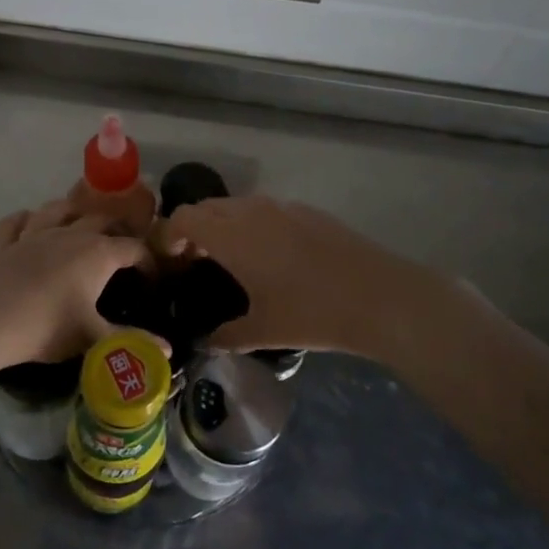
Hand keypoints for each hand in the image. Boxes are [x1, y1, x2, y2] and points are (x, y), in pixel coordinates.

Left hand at [0, 199, 154, 366]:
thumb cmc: (47, 327)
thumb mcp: (94, 339)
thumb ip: (132, 342)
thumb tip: (169, 352)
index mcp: (98, 253)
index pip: (134, 248)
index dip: (148, 262)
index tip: (151, 281)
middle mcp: (70, 234)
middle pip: (101, 219)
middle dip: (117, 229)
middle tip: (122, 250)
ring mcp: (34, 233)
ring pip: (59, 209)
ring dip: (74, 212)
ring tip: (80, 224)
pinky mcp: (4, 242)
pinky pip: (17, 220)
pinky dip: (26, 219)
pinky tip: (29, 226)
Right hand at [161, 196, 430, 354]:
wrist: (380, 297)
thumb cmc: (312, 314)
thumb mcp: (263, 331)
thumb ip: (226, 336)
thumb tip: (206, 343)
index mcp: (231, 236)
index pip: (183, 217)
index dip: (169, 235)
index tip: (170, 262)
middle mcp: (252, 212)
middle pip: (207, 207)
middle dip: (193, 229)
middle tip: (195, 262)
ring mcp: (283, 207)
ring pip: (237, 206)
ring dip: (223, 225)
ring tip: (231, 260)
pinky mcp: (308, 211)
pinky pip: (266, 210)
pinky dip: (253, 225)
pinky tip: (272, 257)